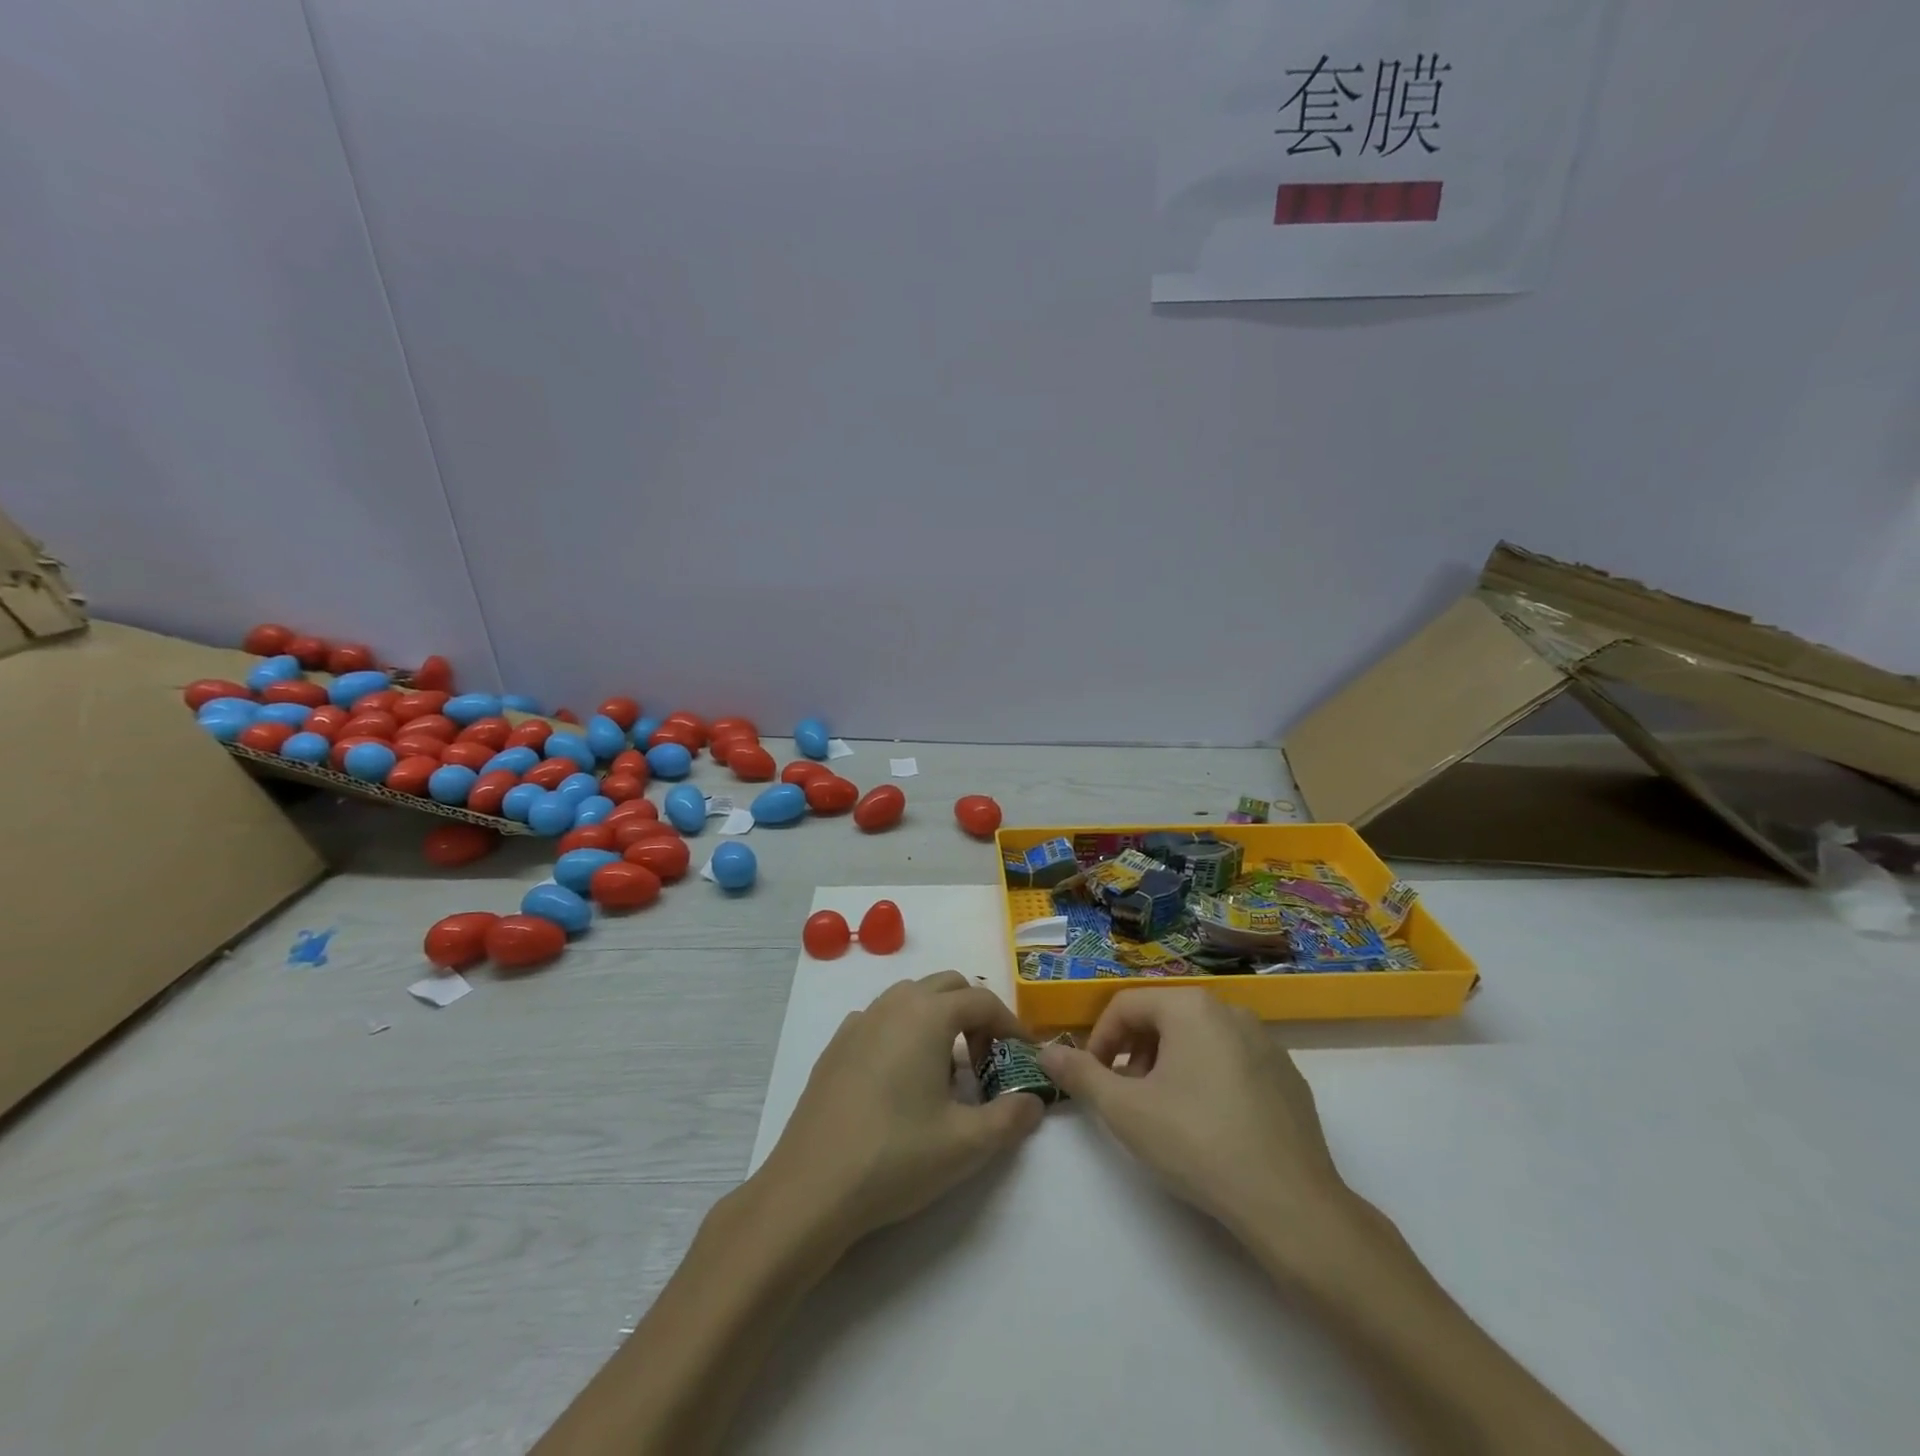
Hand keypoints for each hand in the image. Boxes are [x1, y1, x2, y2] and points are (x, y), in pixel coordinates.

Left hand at [754, 972, 1043, 1254]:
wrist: (810, 1189)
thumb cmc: (896, 1158)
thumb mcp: (967, 1144)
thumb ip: (1011, 1118)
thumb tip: (1034, 1101)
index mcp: (927, 1015)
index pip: (983, 1000)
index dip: (1010, 1025)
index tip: (1024, 1056)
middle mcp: (893, 1004)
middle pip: (948, 986)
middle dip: (975, 1014)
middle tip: (988, 1060)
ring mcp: (859, 1022)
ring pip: (912, 998)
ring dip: (939, 1019)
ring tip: (948, 1071)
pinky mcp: (836, 1046)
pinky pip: (882, 1019)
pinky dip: (904, 1032)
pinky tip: (902, 1078)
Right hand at [1039, 989, 1350, 1260]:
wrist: (1291, 1204)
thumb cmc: (1197, 1143)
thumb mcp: (1125, 1110)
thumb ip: (1080, 1075)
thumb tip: (1045, 1051)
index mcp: (1191, 1007)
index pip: (1126, 1006)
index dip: (1099, 1040)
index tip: (1093, 1080)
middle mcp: (1230, 1010)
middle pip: (1163, 1018)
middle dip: (1134, 1053)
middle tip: (1126, 1098)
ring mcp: (1266, 1042)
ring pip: (1198, 1039)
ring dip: (1168, 1066)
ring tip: (1163, 1113)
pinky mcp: (1288, 1075)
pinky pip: (1232, 1061)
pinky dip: (1208, 1079)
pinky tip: (1209, 1126)